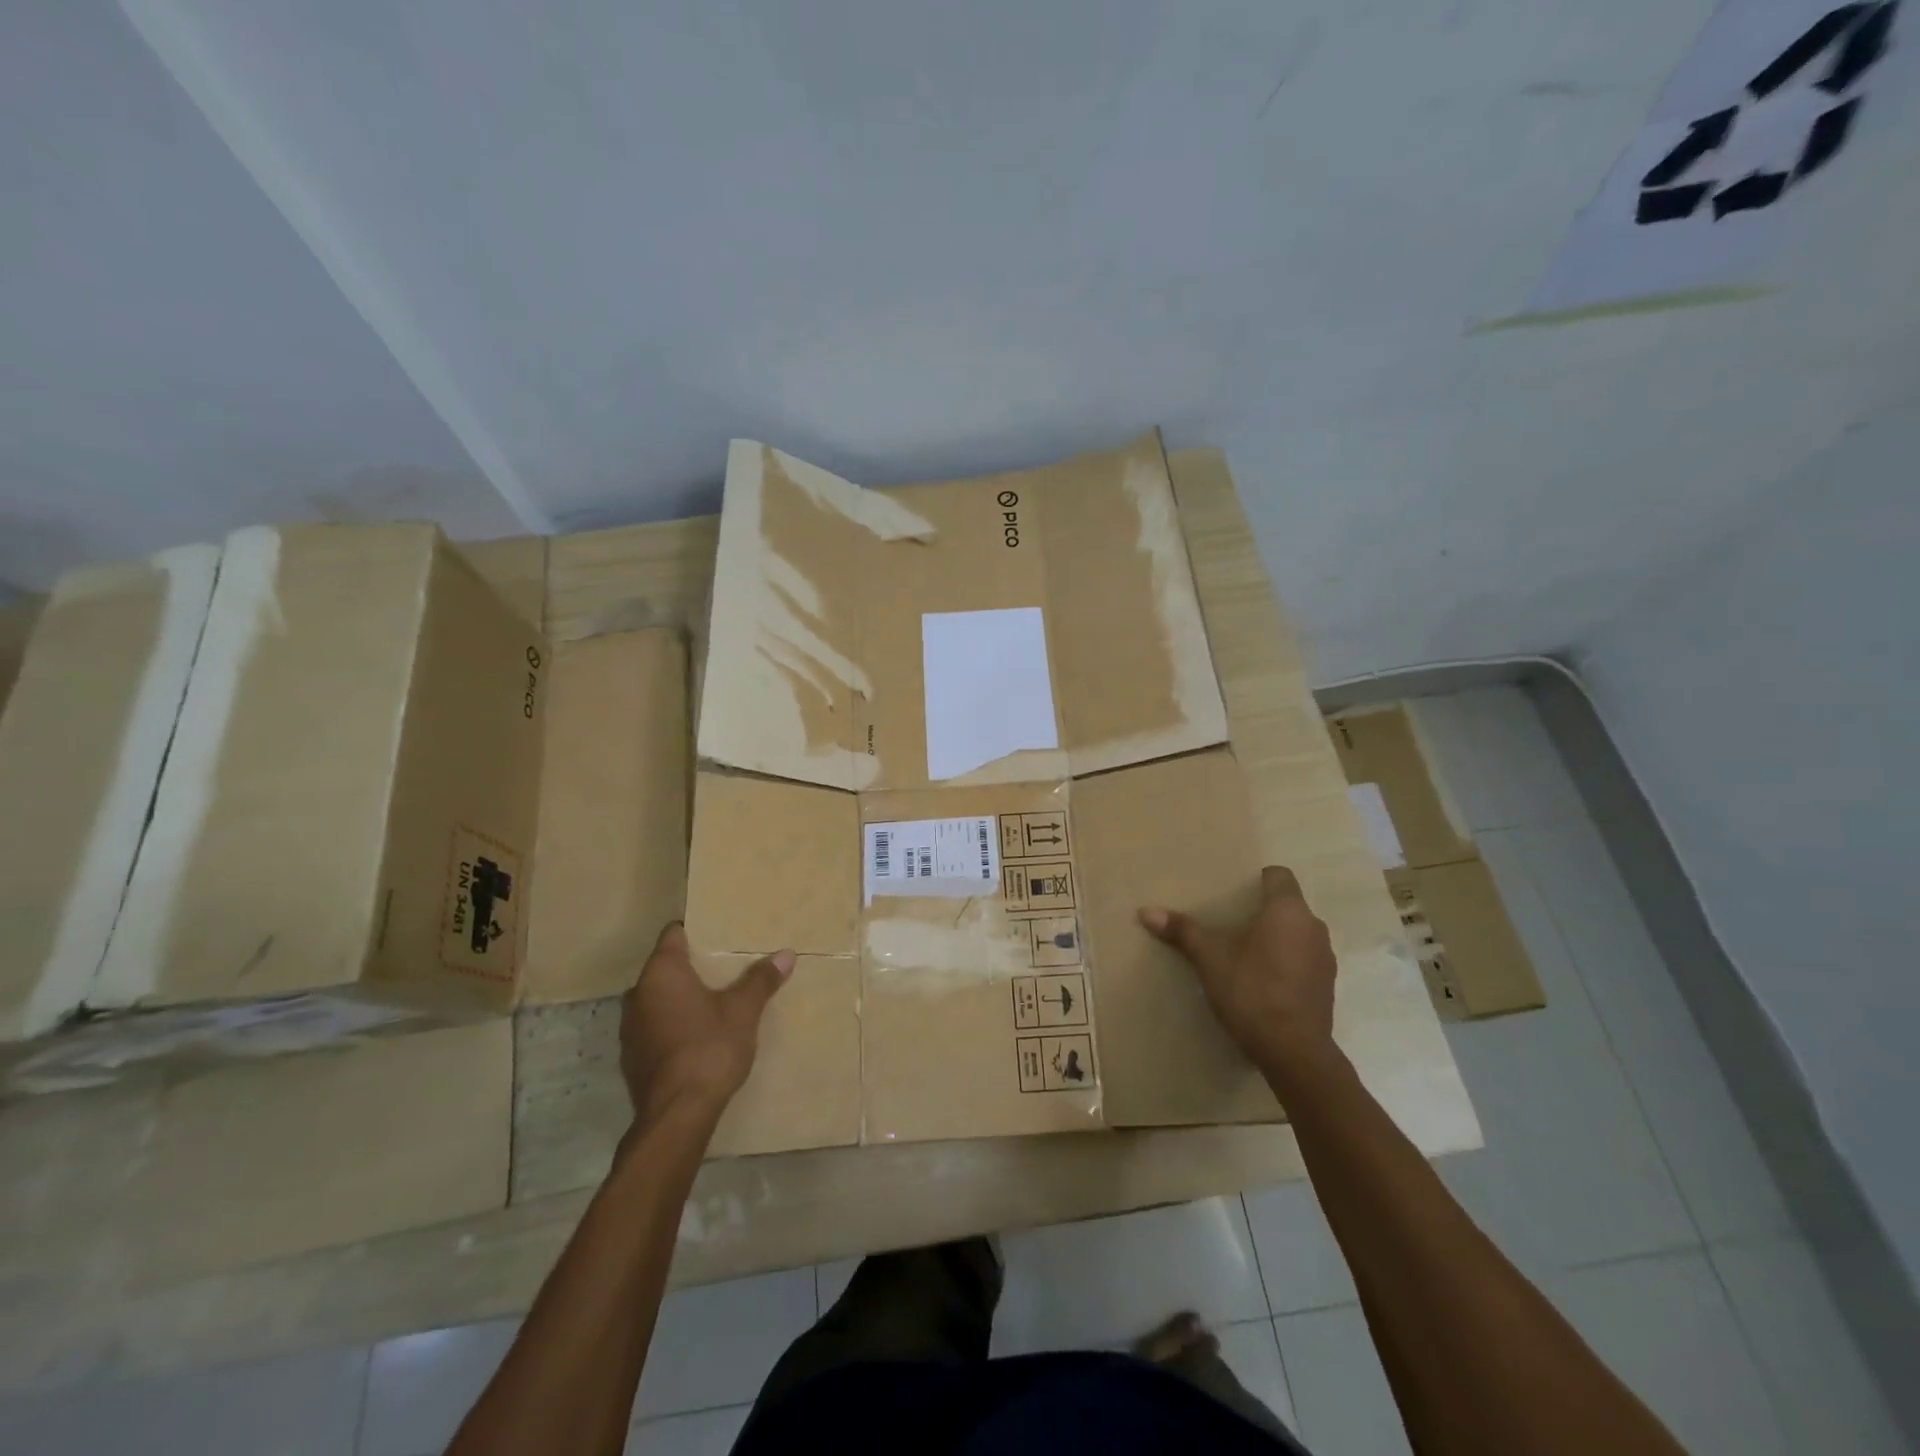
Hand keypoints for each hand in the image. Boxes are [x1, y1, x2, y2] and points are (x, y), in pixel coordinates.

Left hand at [619, 923, 792, 1124]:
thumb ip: (761, 980)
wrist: (677, 1114)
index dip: (695, 931)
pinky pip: (654, 1028)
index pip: (673, 935)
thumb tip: (787, 954)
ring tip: (712, 1004)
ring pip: (657, 1000)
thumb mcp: (744, 1010)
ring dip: (679, 1000)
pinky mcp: (632, 1059)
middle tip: (724, 970)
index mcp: (662, 973)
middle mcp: (638, 994)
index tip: (719, 935)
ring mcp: (630, 1029)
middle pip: (665, 968)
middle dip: (691, 968)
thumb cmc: (709, 1047)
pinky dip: (672, 1026)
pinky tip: (696, 1038)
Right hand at [1139, 866, 1338, 1089]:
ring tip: (1246, 953)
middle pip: (1287, 905)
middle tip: (1230, 923)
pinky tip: (1264, 982)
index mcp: (1288, 911)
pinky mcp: (1326, 986)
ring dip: (1276, 938)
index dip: (1258, 879)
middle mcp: (1313, 927)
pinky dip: (1287, 962)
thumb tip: (1145, 911)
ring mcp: (1325, 958)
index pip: (1279, 876)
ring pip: (1297, 934)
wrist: (1294, 1051)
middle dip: (1262, 911)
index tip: (1235, 892)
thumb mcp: (1209, 958)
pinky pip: (1304, 960)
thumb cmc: (1251, 990)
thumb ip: (1182, 931)